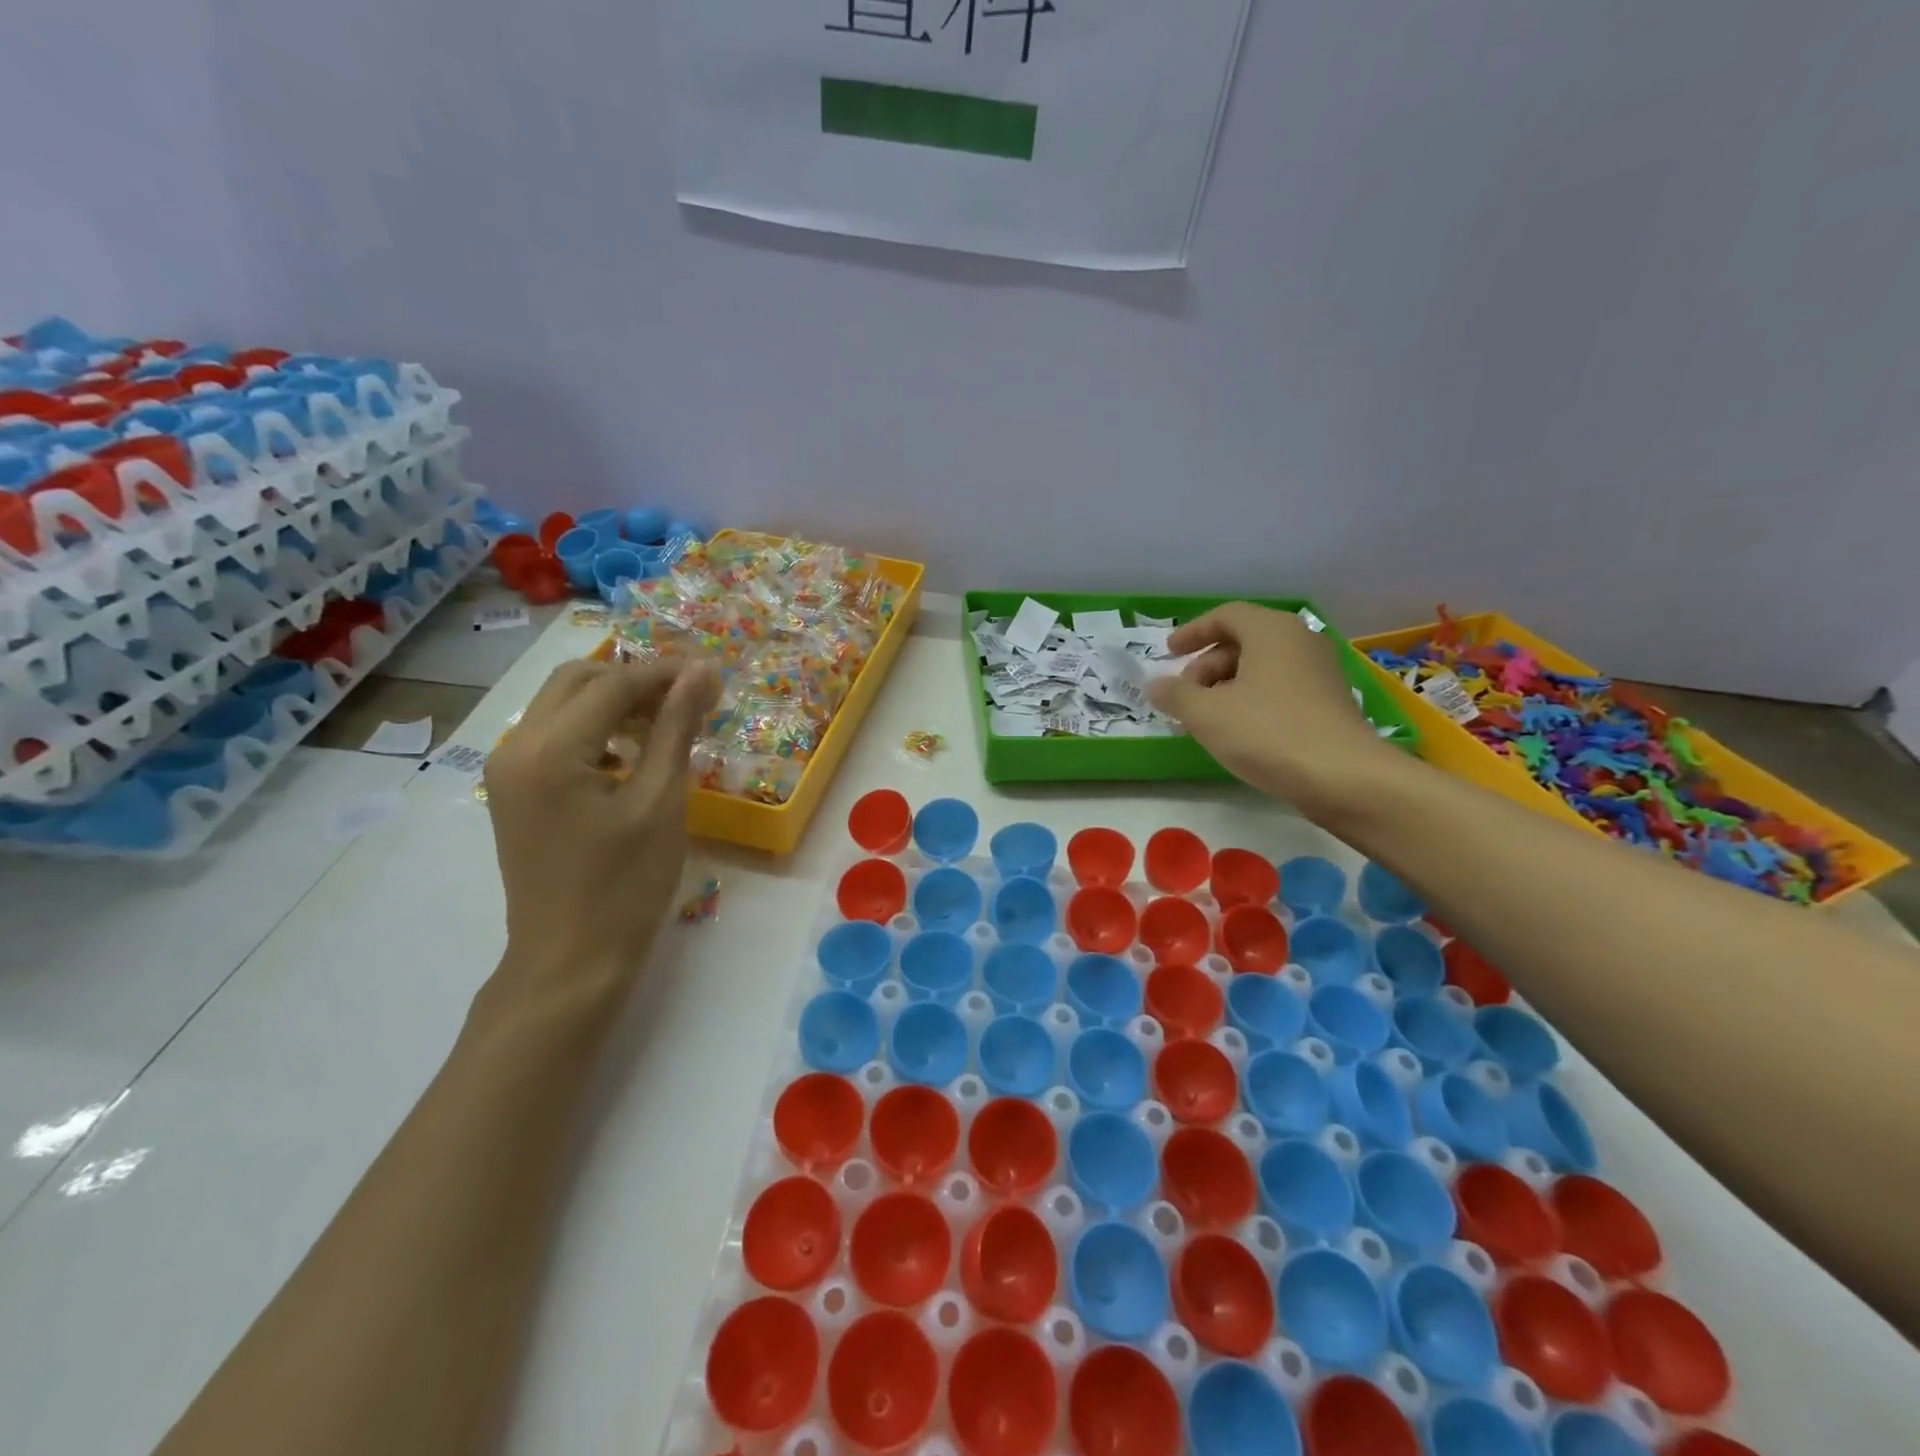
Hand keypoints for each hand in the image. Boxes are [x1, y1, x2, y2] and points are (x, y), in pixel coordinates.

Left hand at [481, 657, 720, 1004]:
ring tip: (668, 720)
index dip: (665, 673)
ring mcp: (507, 769)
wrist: (571, 960)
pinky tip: (633, 751)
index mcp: (549, 750)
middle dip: (636, 679)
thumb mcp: (661, 802)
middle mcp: (515, 747)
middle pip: (577, 681)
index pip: (612, 684)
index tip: (711, 674)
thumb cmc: (625, 885)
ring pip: (562, 704)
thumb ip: (675, 728)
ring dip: (615, 700)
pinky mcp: (513, 789)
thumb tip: (700, 672)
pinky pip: (554, 735)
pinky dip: (595, 727)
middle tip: (689, 695)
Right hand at [1148, 602, 1396, 816]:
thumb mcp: (1206, 714)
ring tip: (1206, 718)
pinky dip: (1252, 699)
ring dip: (1227, 686)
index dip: (1192, 632)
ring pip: (1262, 667)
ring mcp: (1320, 671)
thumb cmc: (1267, 732)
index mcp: (1271, 630)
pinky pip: (1280, 688)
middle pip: (1243, 641)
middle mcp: (1300, 640)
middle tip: (1184, 695)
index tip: (1168, 653)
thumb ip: (1175, 695)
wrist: (1342, 776)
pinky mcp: (1329, 702)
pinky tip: (1238, 731)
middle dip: (1207, 665)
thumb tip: (1156, 685)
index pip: (1225, 616)